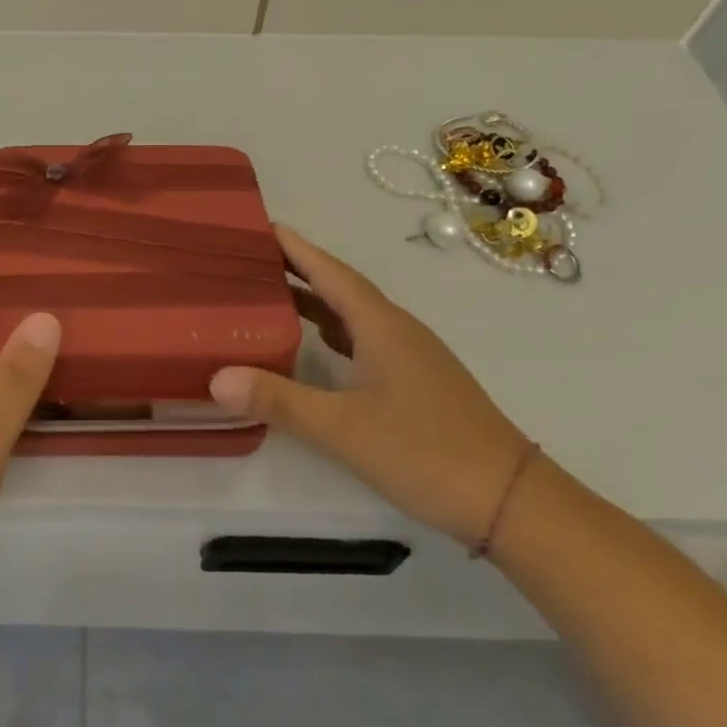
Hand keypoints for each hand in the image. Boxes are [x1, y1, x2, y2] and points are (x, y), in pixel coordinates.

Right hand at [209, 225, 532, 545]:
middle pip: (340, 288)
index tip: (261, 226)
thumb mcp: (342, 428)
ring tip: (271, 296)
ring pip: (353, 316)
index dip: (295, 248)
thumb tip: (217, 378)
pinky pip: (364, 341)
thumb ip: (280, 401)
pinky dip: (332, 334)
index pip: (330, 273)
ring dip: (314, 302)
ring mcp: (410, 356)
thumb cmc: (425, 452)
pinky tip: (315, 348)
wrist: (510, 499)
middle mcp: (396, 330)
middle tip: (251, 260)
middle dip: (297, 270)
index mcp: (381, 326)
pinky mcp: (416, 382)